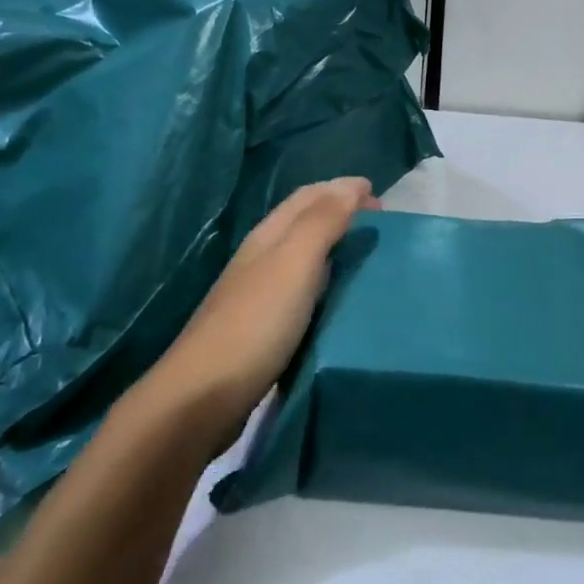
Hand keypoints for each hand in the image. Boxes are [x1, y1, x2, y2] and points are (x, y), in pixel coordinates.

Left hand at [152, 177, 379, 438]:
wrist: (202, 397)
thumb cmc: (255, 322)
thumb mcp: (294, 263)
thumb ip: (323, 222)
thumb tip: (352, 186)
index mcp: (268, 236)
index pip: (308, 197)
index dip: (342, 189)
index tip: (381, 197)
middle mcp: (262, 258)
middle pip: (304, 223)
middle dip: (342, 213)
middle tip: (381, 225)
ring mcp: (259, 295)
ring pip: (303, 256)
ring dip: (335, 247)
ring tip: (368, 257)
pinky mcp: (263, 328)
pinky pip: (303, 290)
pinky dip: (327, 282)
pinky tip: (340, 299)